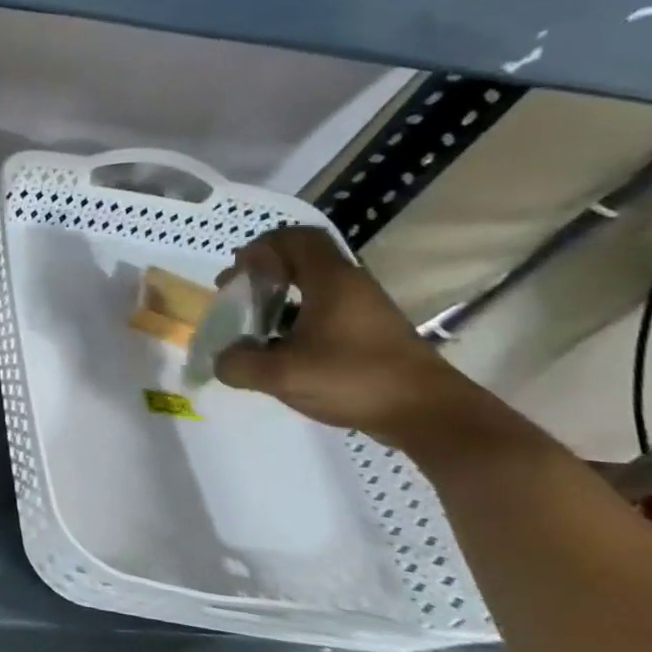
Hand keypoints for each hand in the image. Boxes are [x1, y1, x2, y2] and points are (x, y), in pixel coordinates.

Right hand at [213, 226, 473, 445]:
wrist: (429, 414)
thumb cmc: (354, 379)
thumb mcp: (282, 375)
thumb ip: (238, 363)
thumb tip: (222, 358)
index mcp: (331, 281)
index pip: (294, 238)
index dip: (259, 248)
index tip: (236, 276)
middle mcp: (350, 285)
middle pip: (300, 259)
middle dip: (262, 272)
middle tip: (235, 296)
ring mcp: (363, 308)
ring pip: (311, 286)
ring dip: (277, 297)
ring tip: (252, 326)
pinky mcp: (369, 331)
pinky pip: (324, 310)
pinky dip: (295, 319)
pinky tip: (281, 349)